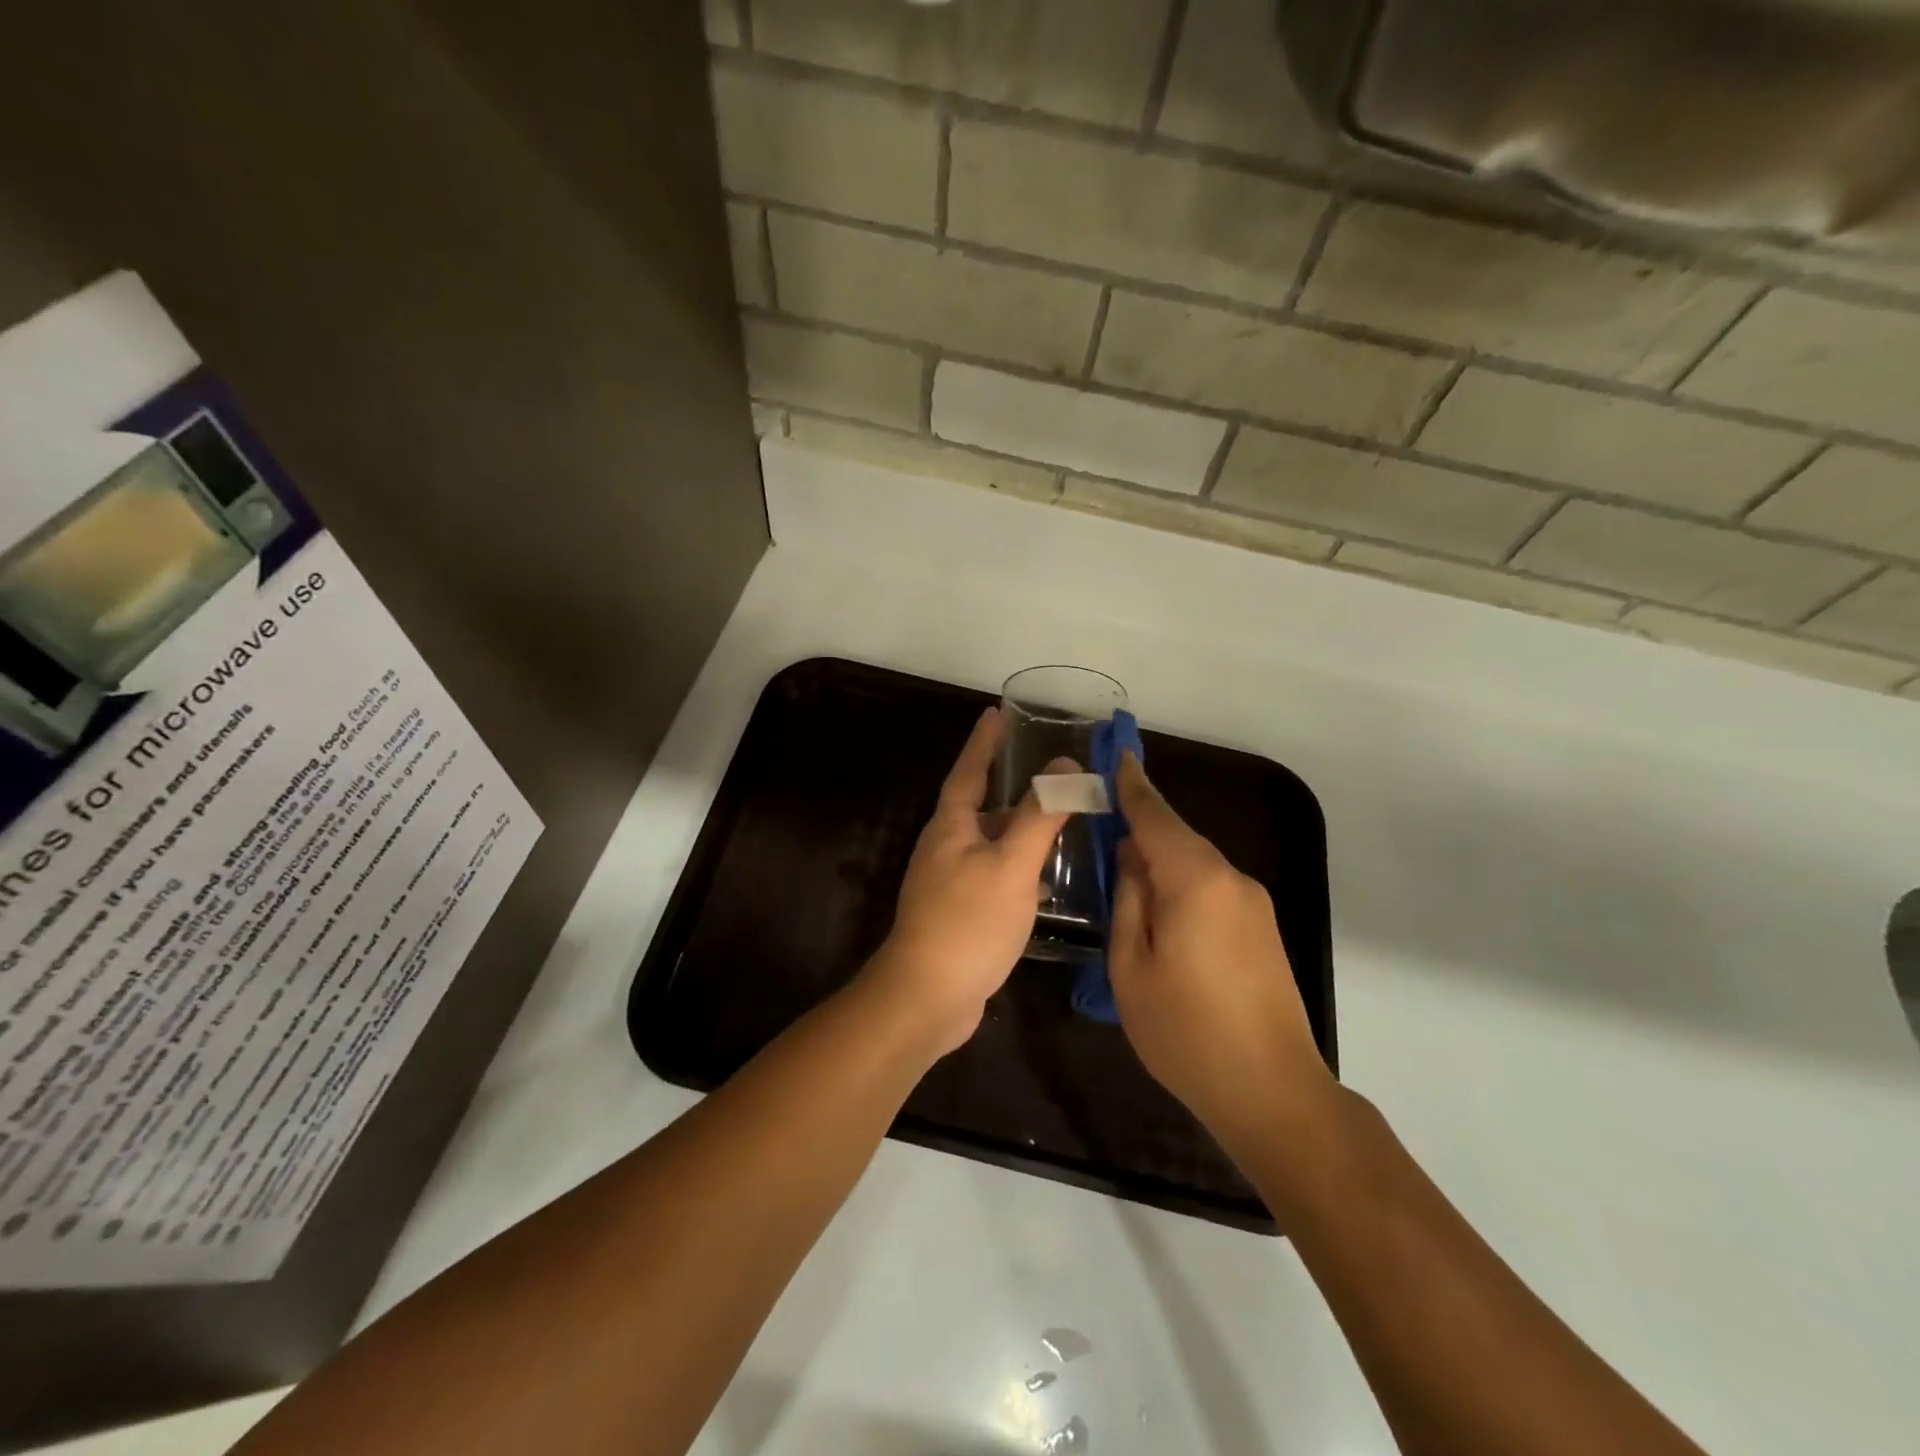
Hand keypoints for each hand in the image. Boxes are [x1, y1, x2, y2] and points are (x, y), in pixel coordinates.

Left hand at [863, 706, 1069, 1056]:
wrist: (927, 997)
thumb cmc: (969, 921)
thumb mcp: (1012, 864)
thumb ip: (1040, 815)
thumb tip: (1065, 765)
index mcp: (951, 826)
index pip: (969, 770)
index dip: (984, 742)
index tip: (996, 713)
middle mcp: (946, 848)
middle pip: (983, 807)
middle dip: (1014, 791)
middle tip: (1053, 778)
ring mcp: (950, 883)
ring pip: (992, 845)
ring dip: (1022, 834)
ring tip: (1061, 825)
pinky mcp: (960, 913)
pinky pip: (995, 877)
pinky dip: (1020, 871)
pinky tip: (1047, 884)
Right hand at [1108, 753, 1332, 1145]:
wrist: (1272, 1092)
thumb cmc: (1185, 1031)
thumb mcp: (1130, 966)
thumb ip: (1128, 900)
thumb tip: (1131, 858)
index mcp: (1195, 880)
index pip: (1155, 816)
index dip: (1131, 784)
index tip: (1116, 751)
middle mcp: (1231, 879)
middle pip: (1177, 837)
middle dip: (1140, 825)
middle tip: (1101, 821)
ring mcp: (1253, 904)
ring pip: (1194, 864)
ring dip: (1160, 860)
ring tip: (1122, 875)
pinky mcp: (1262, 928)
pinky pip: (1211, 888)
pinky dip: (1181, 885)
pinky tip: (1160, 911)